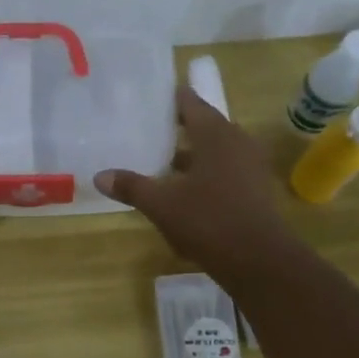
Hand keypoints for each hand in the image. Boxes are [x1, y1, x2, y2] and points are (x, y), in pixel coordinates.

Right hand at [95, 86, 297, 280]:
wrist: (259, 260)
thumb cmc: (208, 221)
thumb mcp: (162, 205)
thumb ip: (132, 187)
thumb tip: (100, 176)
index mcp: (215, 135)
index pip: (192, 104)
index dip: (173, 99)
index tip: (153, 97)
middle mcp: (237, 142)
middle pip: (206, 126)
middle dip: (180, 128)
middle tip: (152, 128)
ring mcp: (251, 166)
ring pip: (216, 151)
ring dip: (193, 154)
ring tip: (164, 161)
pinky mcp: (255, 190)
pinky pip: (226, 171)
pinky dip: (206, 173)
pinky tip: (186, 190)